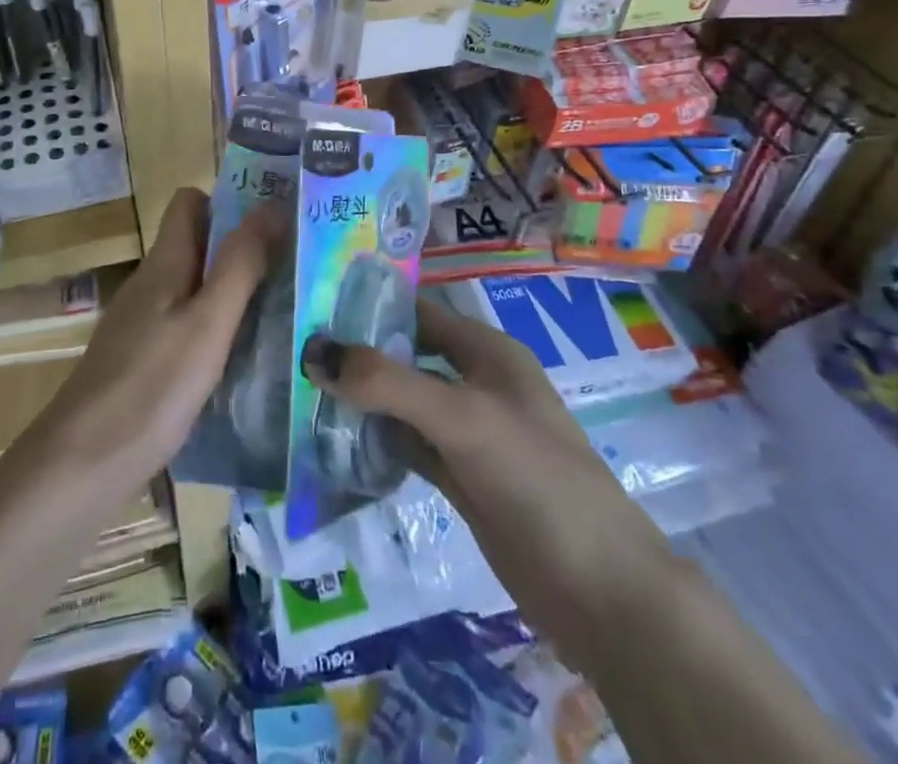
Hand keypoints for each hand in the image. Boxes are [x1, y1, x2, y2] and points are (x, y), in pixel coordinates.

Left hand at [30, 187, 275, 497]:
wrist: (80, 467)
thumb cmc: (150, 388)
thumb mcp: (207, 323)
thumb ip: (239, 264)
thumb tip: (272, 204)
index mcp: (164, 263)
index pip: (190, 202)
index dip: (230, 202)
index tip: (276, 220)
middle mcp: (151, 284)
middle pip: (198, 245)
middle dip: (244, 248)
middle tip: (298, 267)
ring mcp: (143, 324)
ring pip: (196, 288)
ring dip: (236, 291)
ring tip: (287, 310)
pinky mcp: (143, 361)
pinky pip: (188, 325)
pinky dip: (218, 330)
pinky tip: (247, 358)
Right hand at [302, 296, 677, 668]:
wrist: (603, 594)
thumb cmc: (536, 479)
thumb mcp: (462, 418)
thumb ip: (388, 383)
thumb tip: (313, 352)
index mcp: (486, 351)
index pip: (417, 310)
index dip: (369, 303)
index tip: (311, 303)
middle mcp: (476, 382)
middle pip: (406, 355)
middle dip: (357, 353)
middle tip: (294, 350)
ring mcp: (469, 433)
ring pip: (403, 403)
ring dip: (361, 399)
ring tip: (301, 391)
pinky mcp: (461, 478)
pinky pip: (408, 446)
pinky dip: (376, 441)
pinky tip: (334, 441)